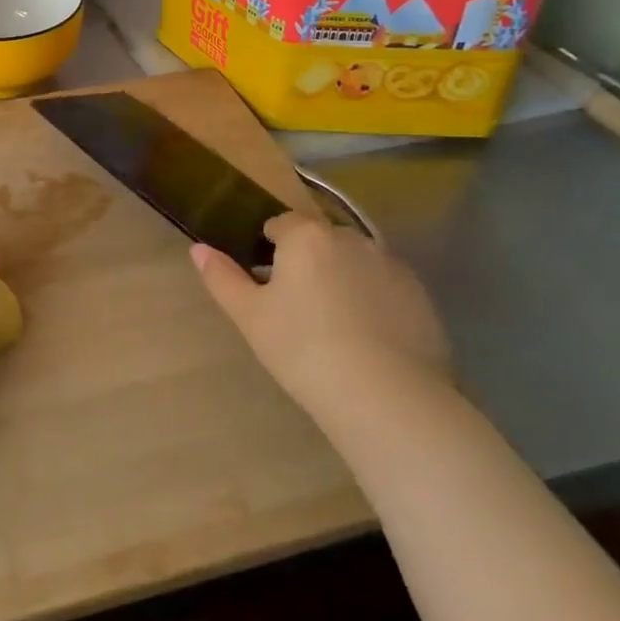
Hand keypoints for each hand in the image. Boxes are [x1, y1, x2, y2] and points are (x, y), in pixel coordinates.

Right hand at [190, 212, 451, 429]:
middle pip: (320, 240)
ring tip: (335, 327)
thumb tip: (198, 248)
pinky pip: (385, 287)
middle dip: (307, 262)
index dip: (268, 248)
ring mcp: (391, 265)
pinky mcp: (421, 296)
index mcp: (306, 237)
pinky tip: (368, 340)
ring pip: (355, 263)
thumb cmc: (303, 349)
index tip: (266, 283)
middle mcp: (351, 238)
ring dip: (342, 279)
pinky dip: (373, 301)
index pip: (280, 225)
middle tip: (296, 307)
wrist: (386, 396)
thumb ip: (222, 277)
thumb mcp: (249, 316)